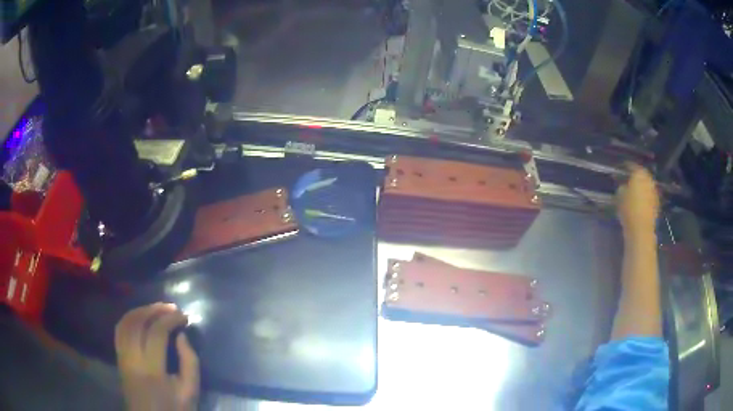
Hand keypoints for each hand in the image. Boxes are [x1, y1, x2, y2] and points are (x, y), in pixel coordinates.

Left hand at [115, 303, 199, 410]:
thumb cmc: (174, 409)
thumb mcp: (190, 392)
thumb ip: (190, 363)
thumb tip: (181, 336)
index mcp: (152, 370)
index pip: (157, 333)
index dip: (170, 319)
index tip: (184, 316)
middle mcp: (132, 359)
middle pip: (137, 323)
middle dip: (155, 309)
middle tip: (171, 307)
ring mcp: (122, 357)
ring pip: (125, 323)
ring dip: (141, 311)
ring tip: (156, 308)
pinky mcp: (119, 358)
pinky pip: (119, 331)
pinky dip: (129, 319)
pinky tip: (140, 317)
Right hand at [616, 164, 658, 235]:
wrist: (641, 229)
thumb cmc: (629, 209)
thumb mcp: (619, 196)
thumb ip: (622, 187)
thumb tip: (624, 185)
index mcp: (639, 173)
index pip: (631, 165)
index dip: (625, 166)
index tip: (620, 168)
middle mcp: (648, 179)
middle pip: (641, 174)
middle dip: (636, 176)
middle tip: (628, 179)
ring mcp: (654, 191)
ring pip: (647, 184)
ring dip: (641, 186)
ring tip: (635, 190)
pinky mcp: (657, 202)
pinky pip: (649, 195)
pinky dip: (645, 196)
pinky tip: (640, 201)